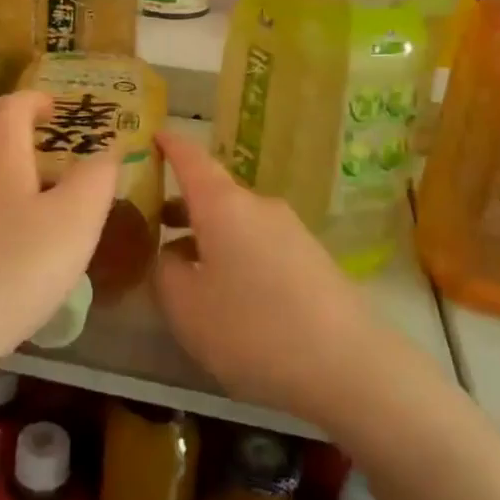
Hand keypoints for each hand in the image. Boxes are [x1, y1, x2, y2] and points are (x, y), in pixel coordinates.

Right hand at [154, 130, 377, 431]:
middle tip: (151, 224)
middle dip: (182, 206)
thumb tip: (173, 254)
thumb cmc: (252, 328)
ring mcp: (291, 231)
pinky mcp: (312, 259)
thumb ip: (166, 271)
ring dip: (208, 236)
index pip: (190, 158)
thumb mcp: (186, 307)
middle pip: (214, 194)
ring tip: (186, 269)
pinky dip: (236, 255)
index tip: (152, 134)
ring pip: (237, 223)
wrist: (349, 365)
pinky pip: (260, 245)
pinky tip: (230, 296)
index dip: (169, 145)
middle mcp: (258, 206)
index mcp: (223, 205)